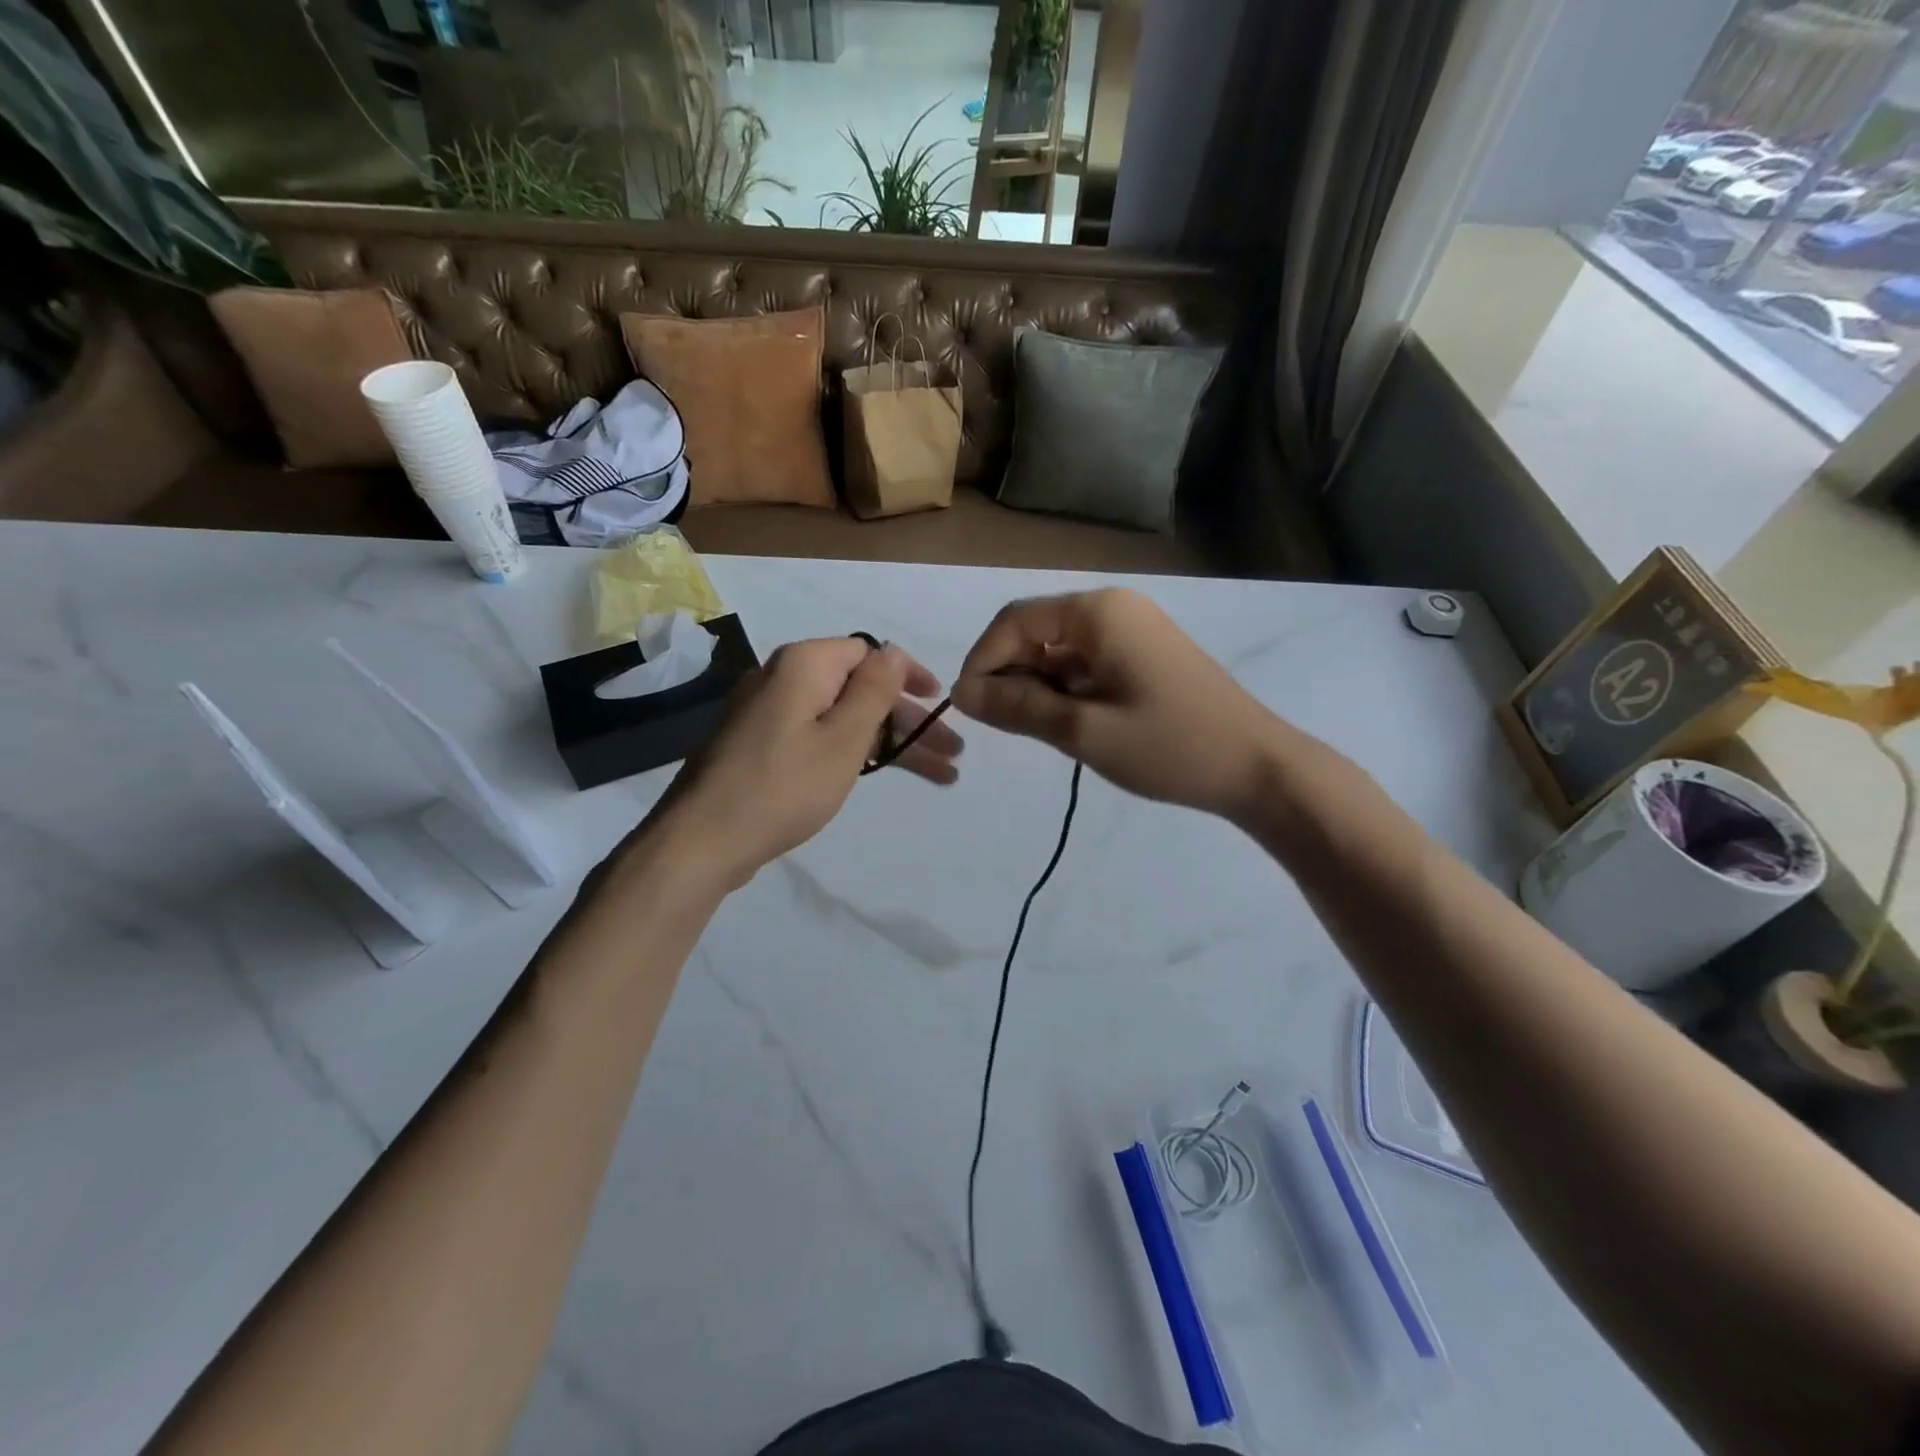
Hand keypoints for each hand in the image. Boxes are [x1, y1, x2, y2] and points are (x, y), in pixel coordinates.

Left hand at [656, 637, 960, 889]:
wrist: (703, 840)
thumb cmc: (783, 786)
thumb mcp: (843, 739)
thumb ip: (874, 691)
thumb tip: (894, 650)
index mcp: (804, 665)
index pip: (869, 653)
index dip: (909, 676)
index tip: (940, 703)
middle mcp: (784, 680)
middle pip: (860, 690)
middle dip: (909, 721)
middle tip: (952, 754)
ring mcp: (771, 715)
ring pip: (844, 719)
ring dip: (890, 742)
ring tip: (939, 775)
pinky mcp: (763, 747)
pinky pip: (820, 737)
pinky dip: (856, 753)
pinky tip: (883, 773)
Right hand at [951, 589, 1277, 818]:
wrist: (1258, 768)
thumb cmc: (1169, 746)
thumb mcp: (1083, 731)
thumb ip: (1018, 707)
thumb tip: (961, 693)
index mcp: (1098, 611)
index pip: (1014, 621)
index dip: (982, 660)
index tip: (969, 709)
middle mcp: (1113, 608)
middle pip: (1036, 631)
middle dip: (1010, 675)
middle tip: (1006, 727)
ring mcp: (1132, 630)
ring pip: (1060, 650)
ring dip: (1038, 686)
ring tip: (1042, 732)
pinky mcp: (1144, 655)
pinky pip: (1086, 662)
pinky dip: (1066, 690)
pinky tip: (1071, 724)